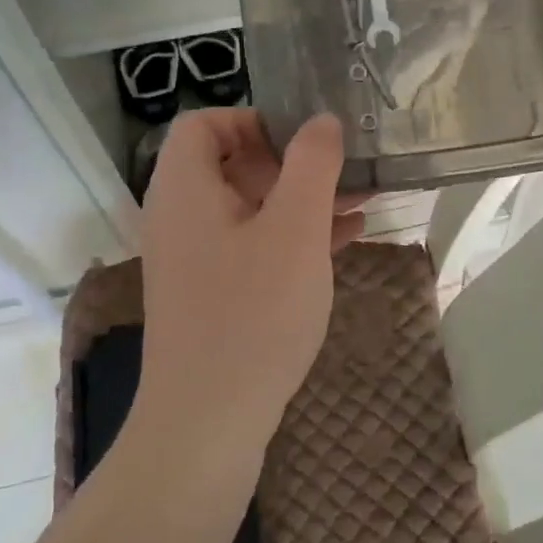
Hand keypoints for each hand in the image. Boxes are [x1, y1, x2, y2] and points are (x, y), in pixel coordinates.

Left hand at [136, 110, 363, 454]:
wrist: (209, 422)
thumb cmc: (252, 313)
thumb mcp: (295, 229)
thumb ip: (312, 164)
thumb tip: (322, 120)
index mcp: (185, 189)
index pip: (204, 123)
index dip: (253, 119)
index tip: (304, 140)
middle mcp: (180, 217)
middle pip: (231, 164)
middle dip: (293, 162)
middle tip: (345, 171)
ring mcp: (195, 259)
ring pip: (250, 207)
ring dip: (303, 200)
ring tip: (362, 201)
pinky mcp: (212, 294)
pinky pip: (253, 245)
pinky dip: (294, 236)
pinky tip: (345, 241)